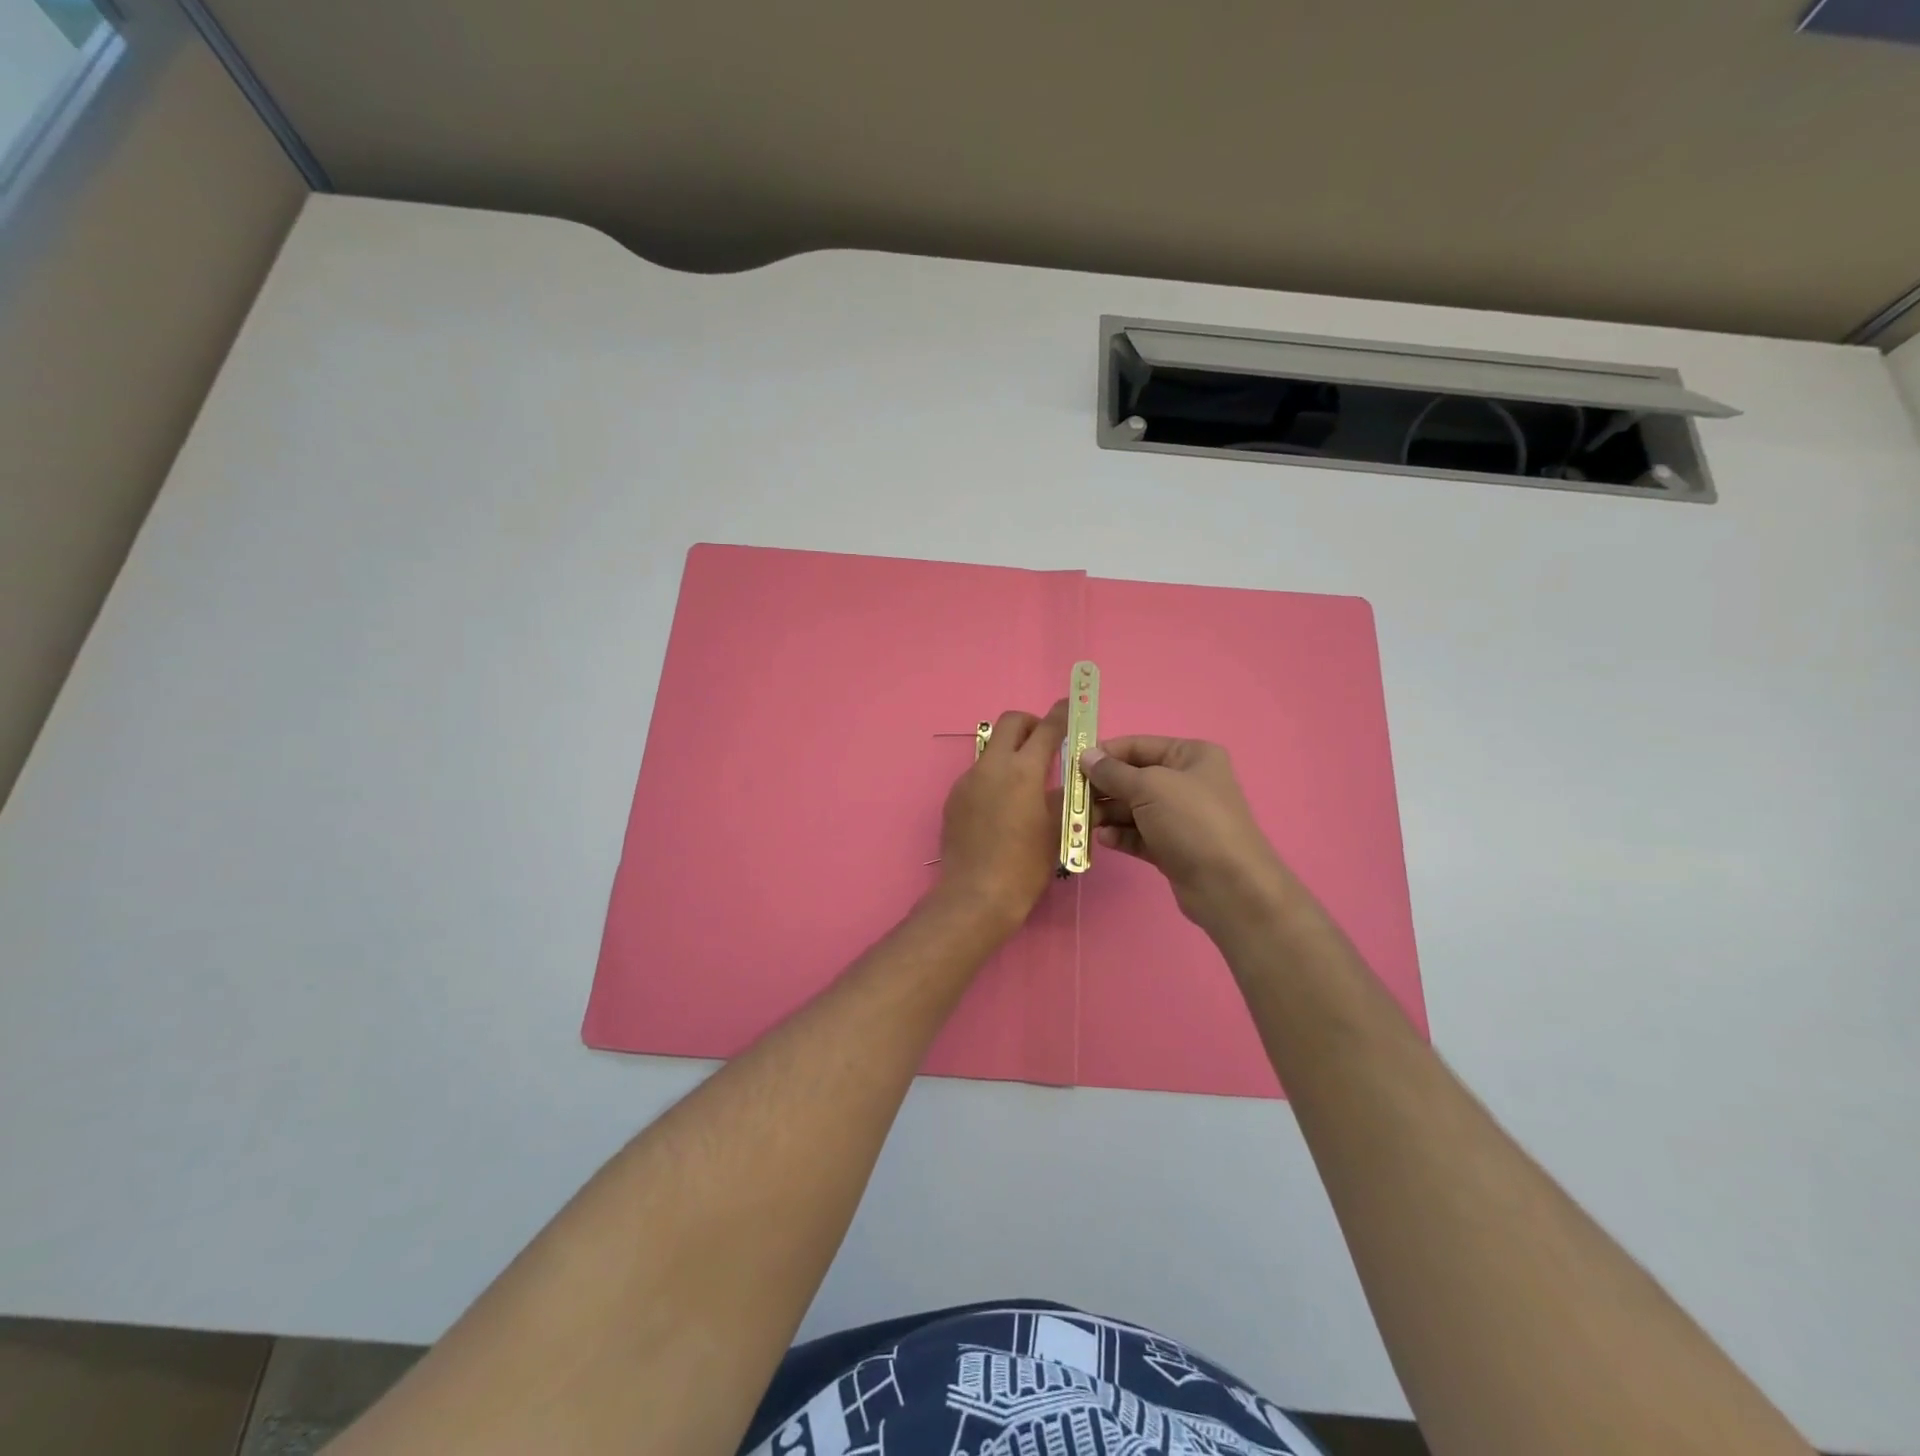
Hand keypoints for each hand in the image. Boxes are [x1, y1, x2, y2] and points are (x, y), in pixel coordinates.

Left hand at [935, 702, 1066, 928]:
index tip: (1071, 706)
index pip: (1047, 728)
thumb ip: (1066, 796)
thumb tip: (1074, 780)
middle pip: (1011, 723)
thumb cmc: (1026, 866)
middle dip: (1031, 724)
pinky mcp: (953, 798)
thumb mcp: (1057, 830)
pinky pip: (978, 774)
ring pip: (992, 749)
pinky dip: (995, 777)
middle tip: (1046, 744)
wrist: (976, 896)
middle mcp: (992, 766)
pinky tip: (1003, 808)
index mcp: (1023, 771)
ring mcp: (967, 780)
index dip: (1062, 714)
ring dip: (1011, 753)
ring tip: (1026, 784)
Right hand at [1083, 736, 1291, 932]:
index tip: (1073, 766)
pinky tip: (1104, 841)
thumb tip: (1085, 756)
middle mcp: (1187, 782)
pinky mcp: (1173, 847)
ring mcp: (1180, 817)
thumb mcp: (1149, 787)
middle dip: (1102, 788)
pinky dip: (1121, 835)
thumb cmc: (1192, 822)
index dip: (1105, 754)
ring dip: (1107, 814)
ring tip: (1084, 824)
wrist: (1230, 886)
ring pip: (1133, 809)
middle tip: (1072, 800)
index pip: (1138, 746)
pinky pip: (1139, 835)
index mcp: (1190, 755)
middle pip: (1133, 778)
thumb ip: (1113, 772)